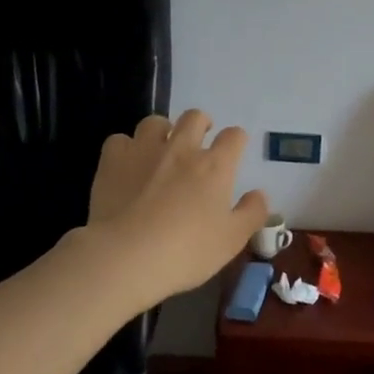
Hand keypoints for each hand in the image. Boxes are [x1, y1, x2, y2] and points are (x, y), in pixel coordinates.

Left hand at [86, 111, 269, 306]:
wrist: (126, 256)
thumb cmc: (187, 251)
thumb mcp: (232, 240)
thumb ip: (252, 213)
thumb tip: (260, 193)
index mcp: (215, 166)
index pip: (234, 136)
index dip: (236, 140)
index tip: (234, 151)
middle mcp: (181, 148)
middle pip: (195, 117)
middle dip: (201, 124)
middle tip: (199, 141)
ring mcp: (144, 151)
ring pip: (155, 122)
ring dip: (162, 131)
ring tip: (160, 148)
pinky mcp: (113, 161)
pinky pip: (120, 140)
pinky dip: (126, 148)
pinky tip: (127, 165)